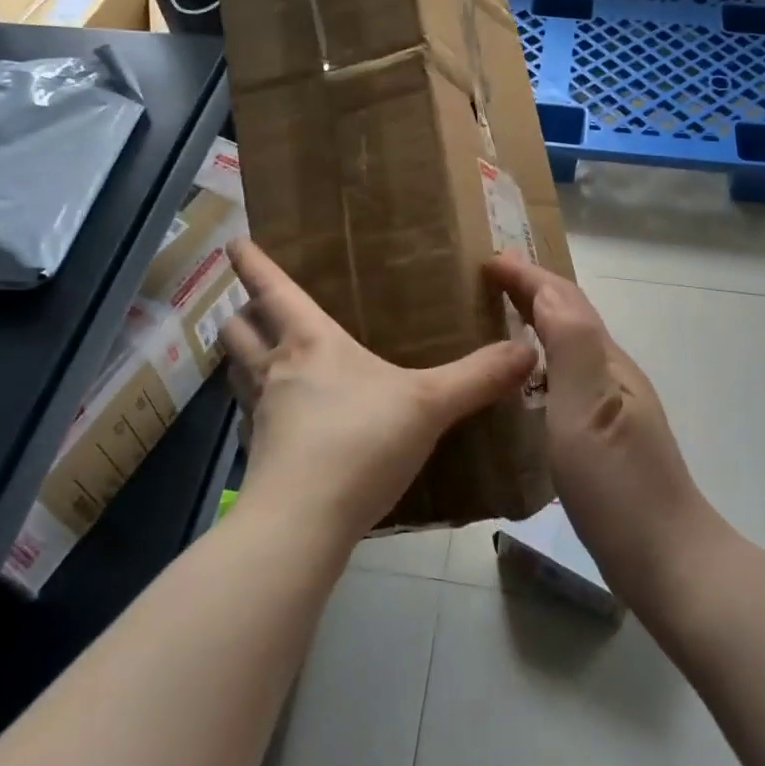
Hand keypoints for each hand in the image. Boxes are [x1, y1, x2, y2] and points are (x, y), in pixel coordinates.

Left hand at [218, 239, 536, 542]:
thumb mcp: (429, 405)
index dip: (253, 262)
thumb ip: (478, 377)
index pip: (273, 290)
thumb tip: (528, 349)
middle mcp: (276, 371)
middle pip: (237, 330)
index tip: (235, 241)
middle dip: (241, 312)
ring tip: (262, 357)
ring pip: (236, 373)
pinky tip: (284, 420)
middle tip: (252, 306)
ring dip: (241, 358)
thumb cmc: (360, 443)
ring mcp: (260, 415)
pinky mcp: (259, 457)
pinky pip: (250, 417)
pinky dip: (258, 407)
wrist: (301, 525)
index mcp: (310, 343)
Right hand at [486, 254, 722, 605]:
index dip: (527, 276)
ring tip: (500, 314)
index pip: (564, 300)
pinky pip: (567, 375)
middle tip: (490, 276)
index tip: (487, 259)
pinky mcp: (605, 434)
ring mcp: (612, 405)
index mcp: (606, 361)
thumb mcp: (588, 412)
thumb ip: (570, 347)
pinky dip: (542, 357)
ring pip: (570, 344)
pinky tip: (524, 379)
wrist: (668, 561)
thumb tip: (545, 290)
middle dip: (532, 289)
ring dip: (537, 319)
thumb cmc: (620, 487)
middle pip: (570, 316)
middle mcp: (612, 374)